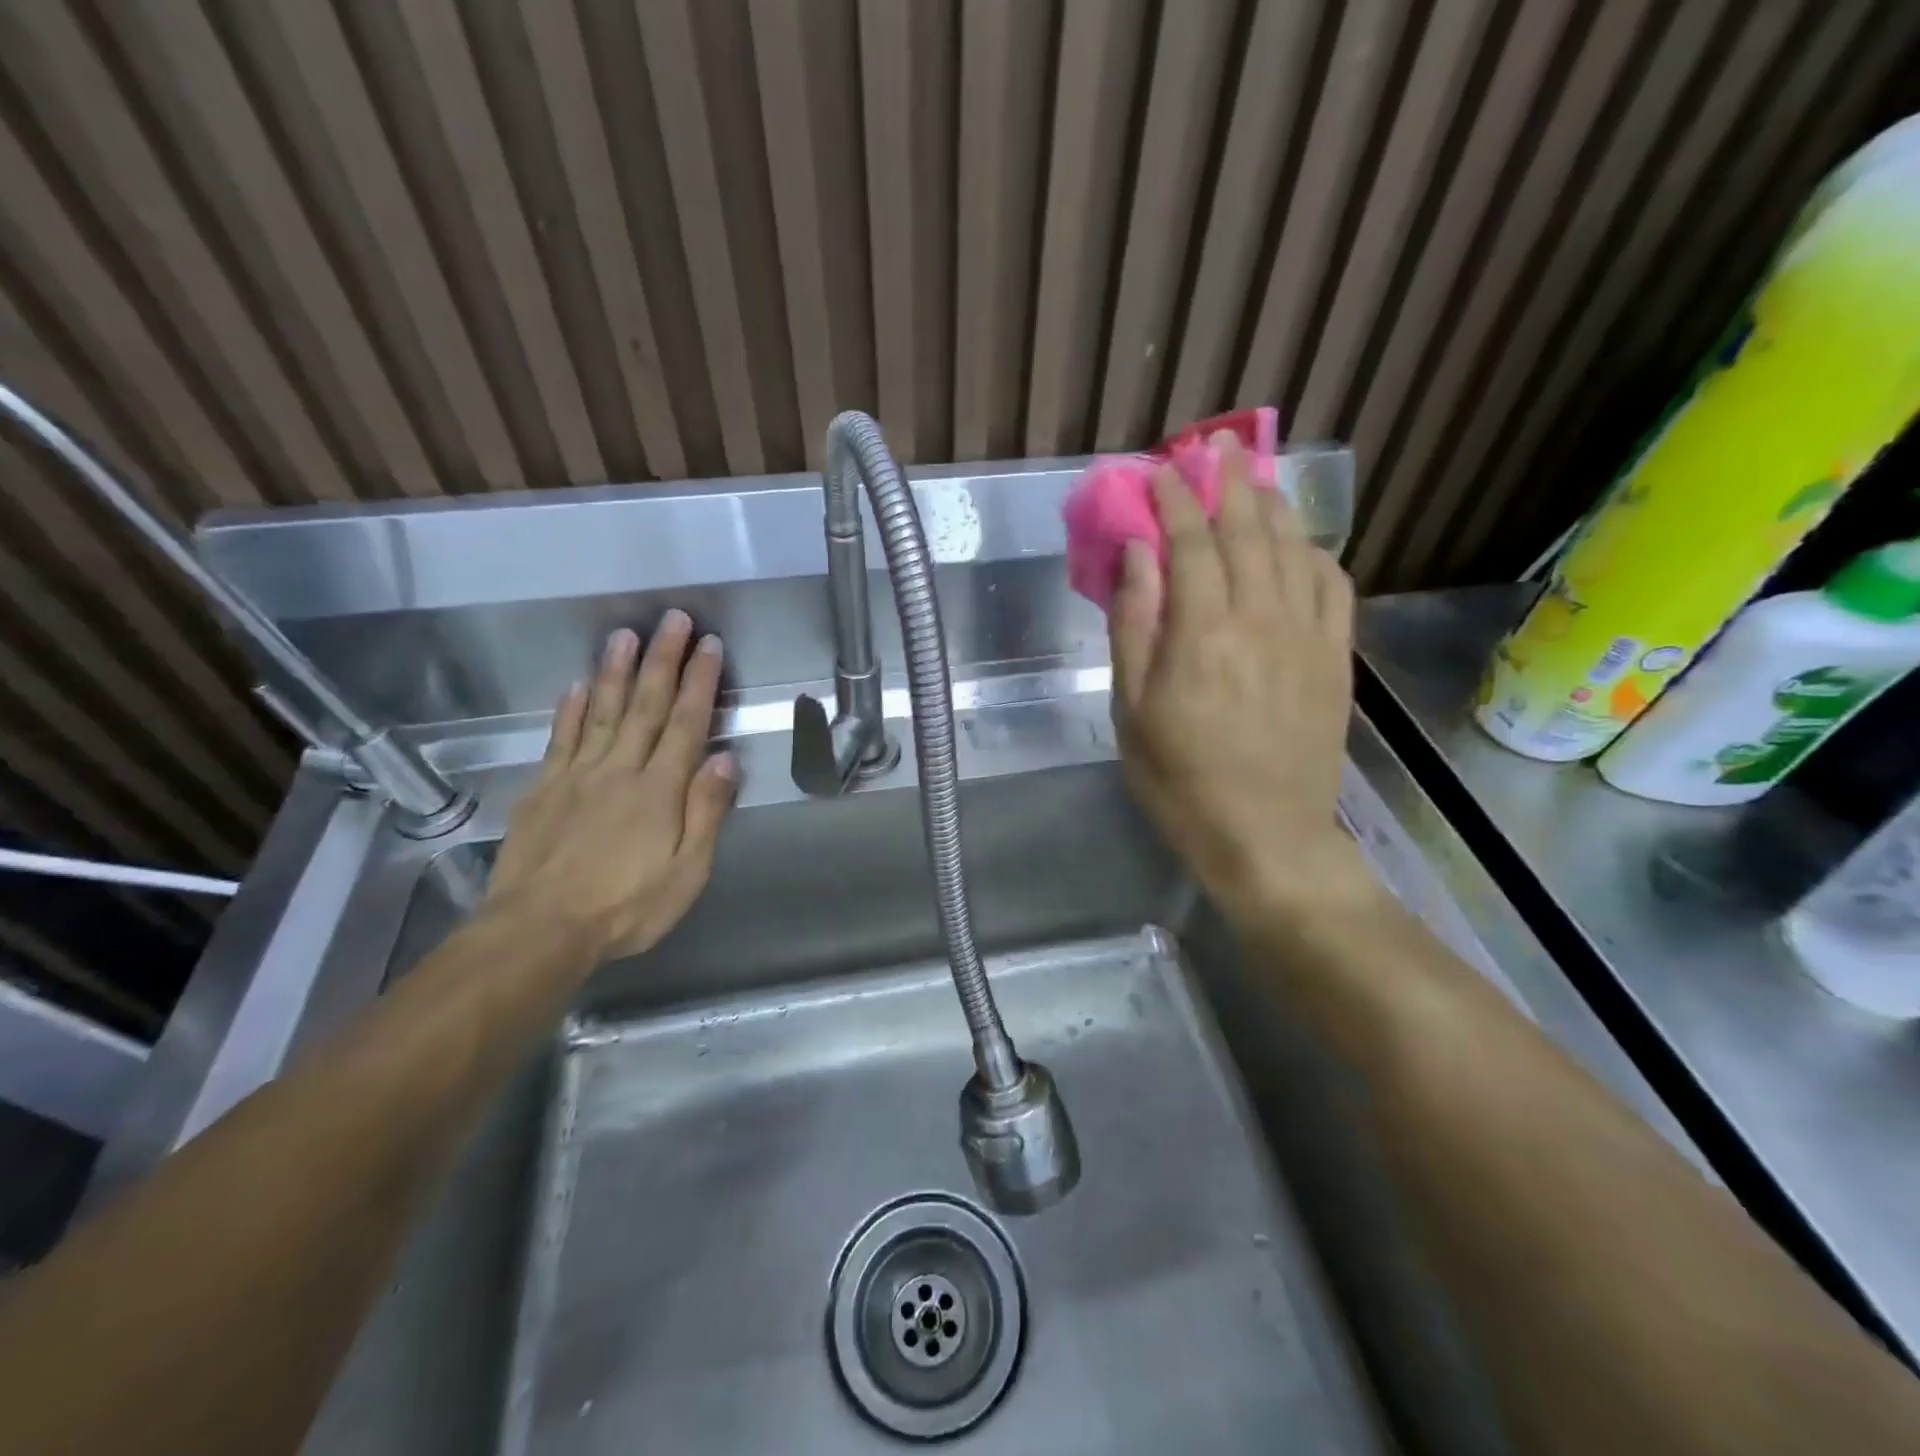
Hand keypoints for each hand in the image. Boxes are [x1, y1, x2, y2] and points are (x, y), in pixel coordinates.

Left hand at [485, 613, 737, 963]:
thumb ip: (706, 813)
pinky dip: (572, 710)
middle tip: (673, 619)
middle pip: (646, 706)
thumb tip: (726, 761)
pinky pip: (561, 739)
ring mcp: (577, 776)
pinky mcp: (544, 789)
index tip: (709, 645)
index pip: (686, 724)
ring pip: (603, 712)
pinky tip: (579, 686)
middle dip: (663, 660)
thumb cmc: (625, 907)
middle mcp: (620, 770)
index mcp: (660, 790)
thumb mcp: (687, 872)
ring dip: (618, 671)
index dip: (699, 682)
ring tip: (626, 634)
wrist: (538, 931)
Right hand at [1108, 439, 1373, 920]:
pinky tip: (1302, 543)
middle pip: (1249, 531)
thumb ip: (1133, 626)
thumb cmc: (1180, 780)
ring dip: (1273, 505)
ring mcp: (1308, 636)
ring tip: (1256, 478)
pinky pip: (1335, 586)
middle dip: (1229, 482)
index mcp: (1203, 633)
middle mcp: (1261, 619)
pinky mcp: (1336, 659)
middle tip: (1216, 447)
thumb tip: (1137, 553)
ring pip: (1295, 548)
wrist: (1265, 836)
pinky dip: (1317, 552)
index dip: (1175, 500)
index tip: (1160, 471)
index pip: (1191, 543)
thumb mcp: (1131, 710)